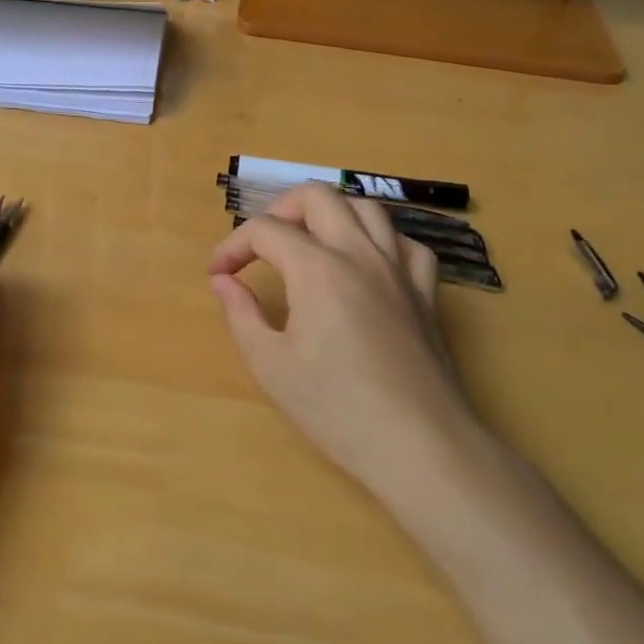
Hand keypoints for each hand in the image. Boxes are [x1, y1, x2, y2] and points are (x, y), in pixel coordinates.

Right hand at [207, 184, 483, 500]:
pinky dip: (380, 240)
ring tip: (309, 244)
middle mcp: (360, 253)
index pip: (265, 231)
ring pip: (365, 208)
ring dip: (329, 215)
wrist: (419, 446)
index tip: (218, 274)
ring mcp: (399, 269)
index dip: (232, 246)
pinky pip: (406, 243)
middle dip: (279, 210)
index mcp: (317, 268)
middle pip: (317, 196)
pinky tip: (366, 264)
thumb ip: (241, 314)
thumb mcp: (270, 365)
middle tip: (261, 246)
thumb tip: (224, 281)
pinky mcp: (425, 293)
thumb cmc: (336, 408)